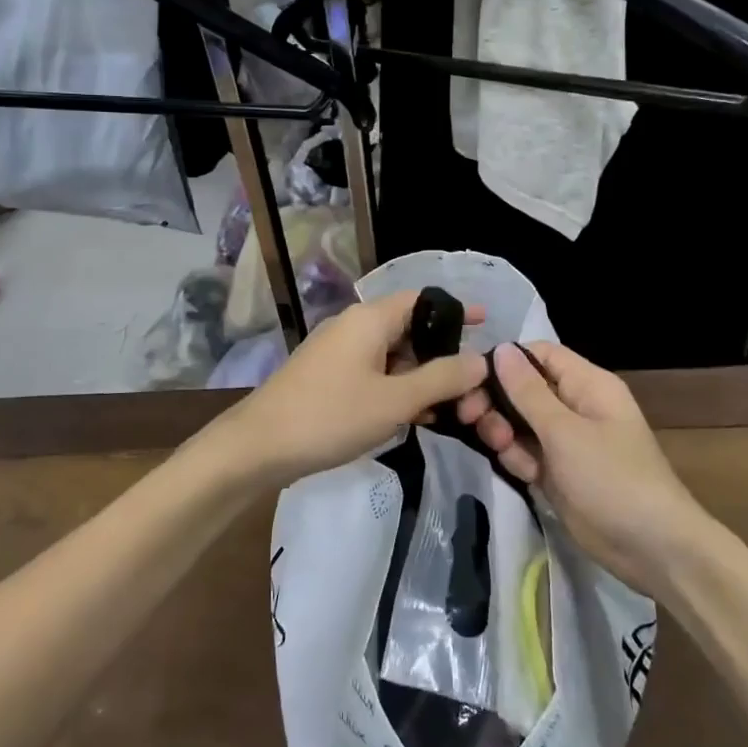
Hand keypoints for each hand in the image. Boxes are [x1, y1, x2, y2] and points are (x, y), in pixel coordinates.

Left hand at [210, 292, 487, 486]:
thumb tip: (480, 360)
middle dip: (441, 357)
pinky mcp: (328, 376)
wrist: (259, 446)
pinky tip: (412, 417)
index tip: (488, 325)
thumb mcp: (395, 400)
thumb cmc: (331, 416)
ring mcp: (338, 352)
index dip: (457, 311)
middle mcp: (354, 326)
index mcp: (370, 319)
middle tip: (470, 388)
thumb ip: (442, 378)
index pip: (423, 300)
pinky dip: (396, 388)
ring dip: (420, 378)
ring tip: (448, 410)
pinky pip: (373, 373)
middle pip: (410, 329)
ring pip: (392, 355)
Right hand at [458, 342, 703, 590]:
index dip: (507, 360)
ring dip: (504, 432)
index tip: (472, 377)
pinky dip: (518, 459)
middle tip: (471, 417)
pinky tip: (523, 473)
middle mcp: (576, 406)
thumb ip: (528, 391)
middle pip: (524, 389)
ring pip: (520, 422)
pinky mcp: (558, 472)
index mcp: (587, 384)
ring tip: (502, 447)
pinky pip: (526, 452)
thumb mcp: (565, 431)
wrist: (650, 549)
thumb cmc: (611, 478)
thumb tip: (502, 348)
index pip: (539, 354)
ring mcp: (566, 441)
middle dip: (497, 401)